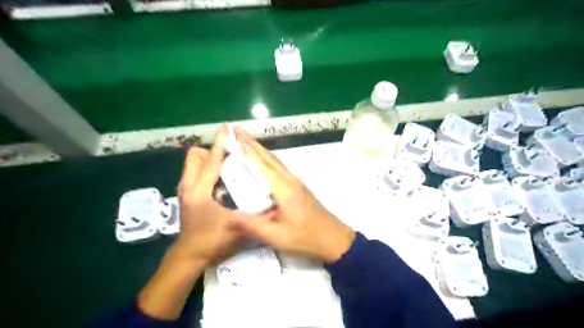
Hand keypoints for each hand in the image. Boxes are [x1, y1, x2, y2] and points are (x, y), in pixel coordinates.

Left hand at [138, 124, 272, 318]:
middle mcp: (189, 186)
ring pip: (193, 163)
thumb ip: (253, 214)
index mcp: (199, 191)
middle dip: (212, 151)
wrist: (190, 256)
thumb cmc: (212, 241)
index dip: (220, 143)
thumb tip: (273, 204)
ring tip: (227, 164)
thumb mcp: (236, 227)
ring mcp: (185, 190)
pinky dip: (206, 168)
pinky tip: (221, 179)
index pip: (211, 161)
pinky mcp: (187, 195)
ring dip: (208, 159)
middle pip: (195, 156)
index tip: (227, 128)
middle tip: (231, 156)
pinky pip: (195, 172)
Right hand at [235, 128, 355, 263]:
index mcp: (283, 187)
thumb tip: (227, 214)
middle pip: (268, 156)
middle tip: (235, 130)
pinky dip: (267, 159)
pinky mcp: (298, 187)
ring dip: (259, 149)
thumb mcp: (276, 235)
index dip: (245, 148)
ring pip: (274, 160)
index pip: (260, 163)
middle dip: (251, 142)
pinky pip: (279, 168)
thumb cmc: (305, 237)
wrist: (333, 237)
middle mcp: (289, 179)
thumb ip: (251, 225)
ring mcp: (295, 182)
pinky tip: (261, 161)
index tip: (231, 134)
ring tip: (244, 140)